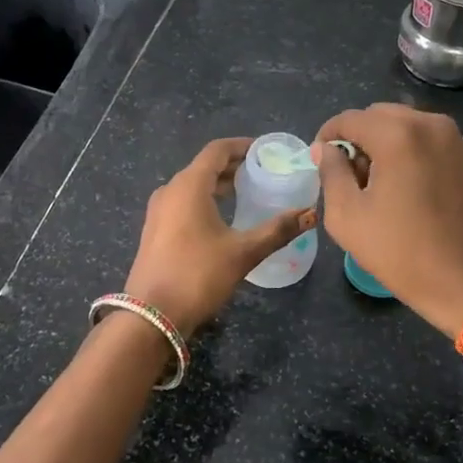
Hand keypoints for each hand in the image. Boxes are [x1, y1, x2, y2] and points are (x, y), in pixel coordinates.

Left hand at [124, 137, 315, 334]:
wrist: (152, 316)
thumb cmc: (198, 275)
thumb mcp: (243, 252)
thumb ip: (278, 230)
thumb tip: (311, 214)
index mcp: (189, 186)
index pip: (216, 151)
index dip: (241, 146)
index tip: (264, 151)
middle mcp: (170, 191)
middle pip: (204, 167)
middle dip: (232, 167)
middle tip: (262, 173)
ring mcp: (158, 212)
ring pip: (192, 186)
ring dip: (218, 185)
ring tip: (246, 193)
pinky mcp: (155, 231)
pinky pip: (183, 203)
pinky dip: (205, 201)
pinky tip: (222, 219)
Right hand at [314, 105, 462, 338]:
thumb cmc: (401, 252)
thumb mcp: (348, 216)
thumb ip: (331, 173)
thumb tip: (325, 149)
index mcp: (397, 135)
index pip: (349, 119)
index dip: (327, 136)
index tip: (318, 160)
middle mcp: (428, 123)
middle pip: (377, 116)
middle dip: (356, 138)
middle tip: (346, 175)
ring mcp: (451, 137)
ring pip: (401, 124)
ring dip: (381, 143)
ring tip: (373, 183)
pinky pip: (423, 138)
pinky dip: (405, 150)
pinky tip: (400, 185)